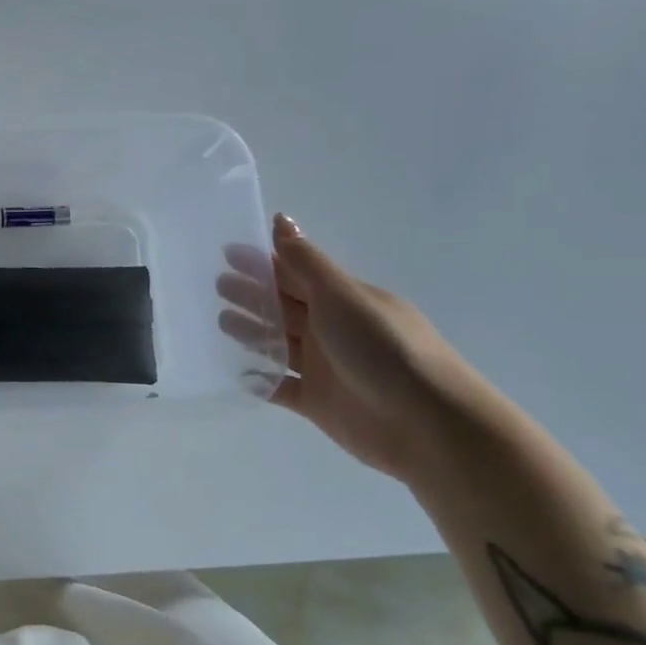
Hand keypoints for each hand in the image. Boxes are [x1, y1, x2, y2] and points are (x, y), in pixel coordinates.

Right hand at [220, 214, 481, 481]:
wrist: (429, 425)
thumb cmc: (384, 348)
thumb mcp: (343, 296)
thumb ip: (306, 261)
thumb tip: (280, 219)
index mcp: (341, 300)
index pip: (295, 274)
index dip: (263, 263)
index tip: (226, 254)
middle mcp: (331, 330)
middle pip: (283, 307)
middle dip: (251, 295)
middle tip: (216, 285)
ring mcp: (324, 368)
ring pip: (278, 344)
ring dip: (252, 333)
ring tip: (221, 323)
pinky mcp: (317, 403)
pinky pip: (280, 387)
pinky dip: (259, 380)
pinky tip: (236, 372)